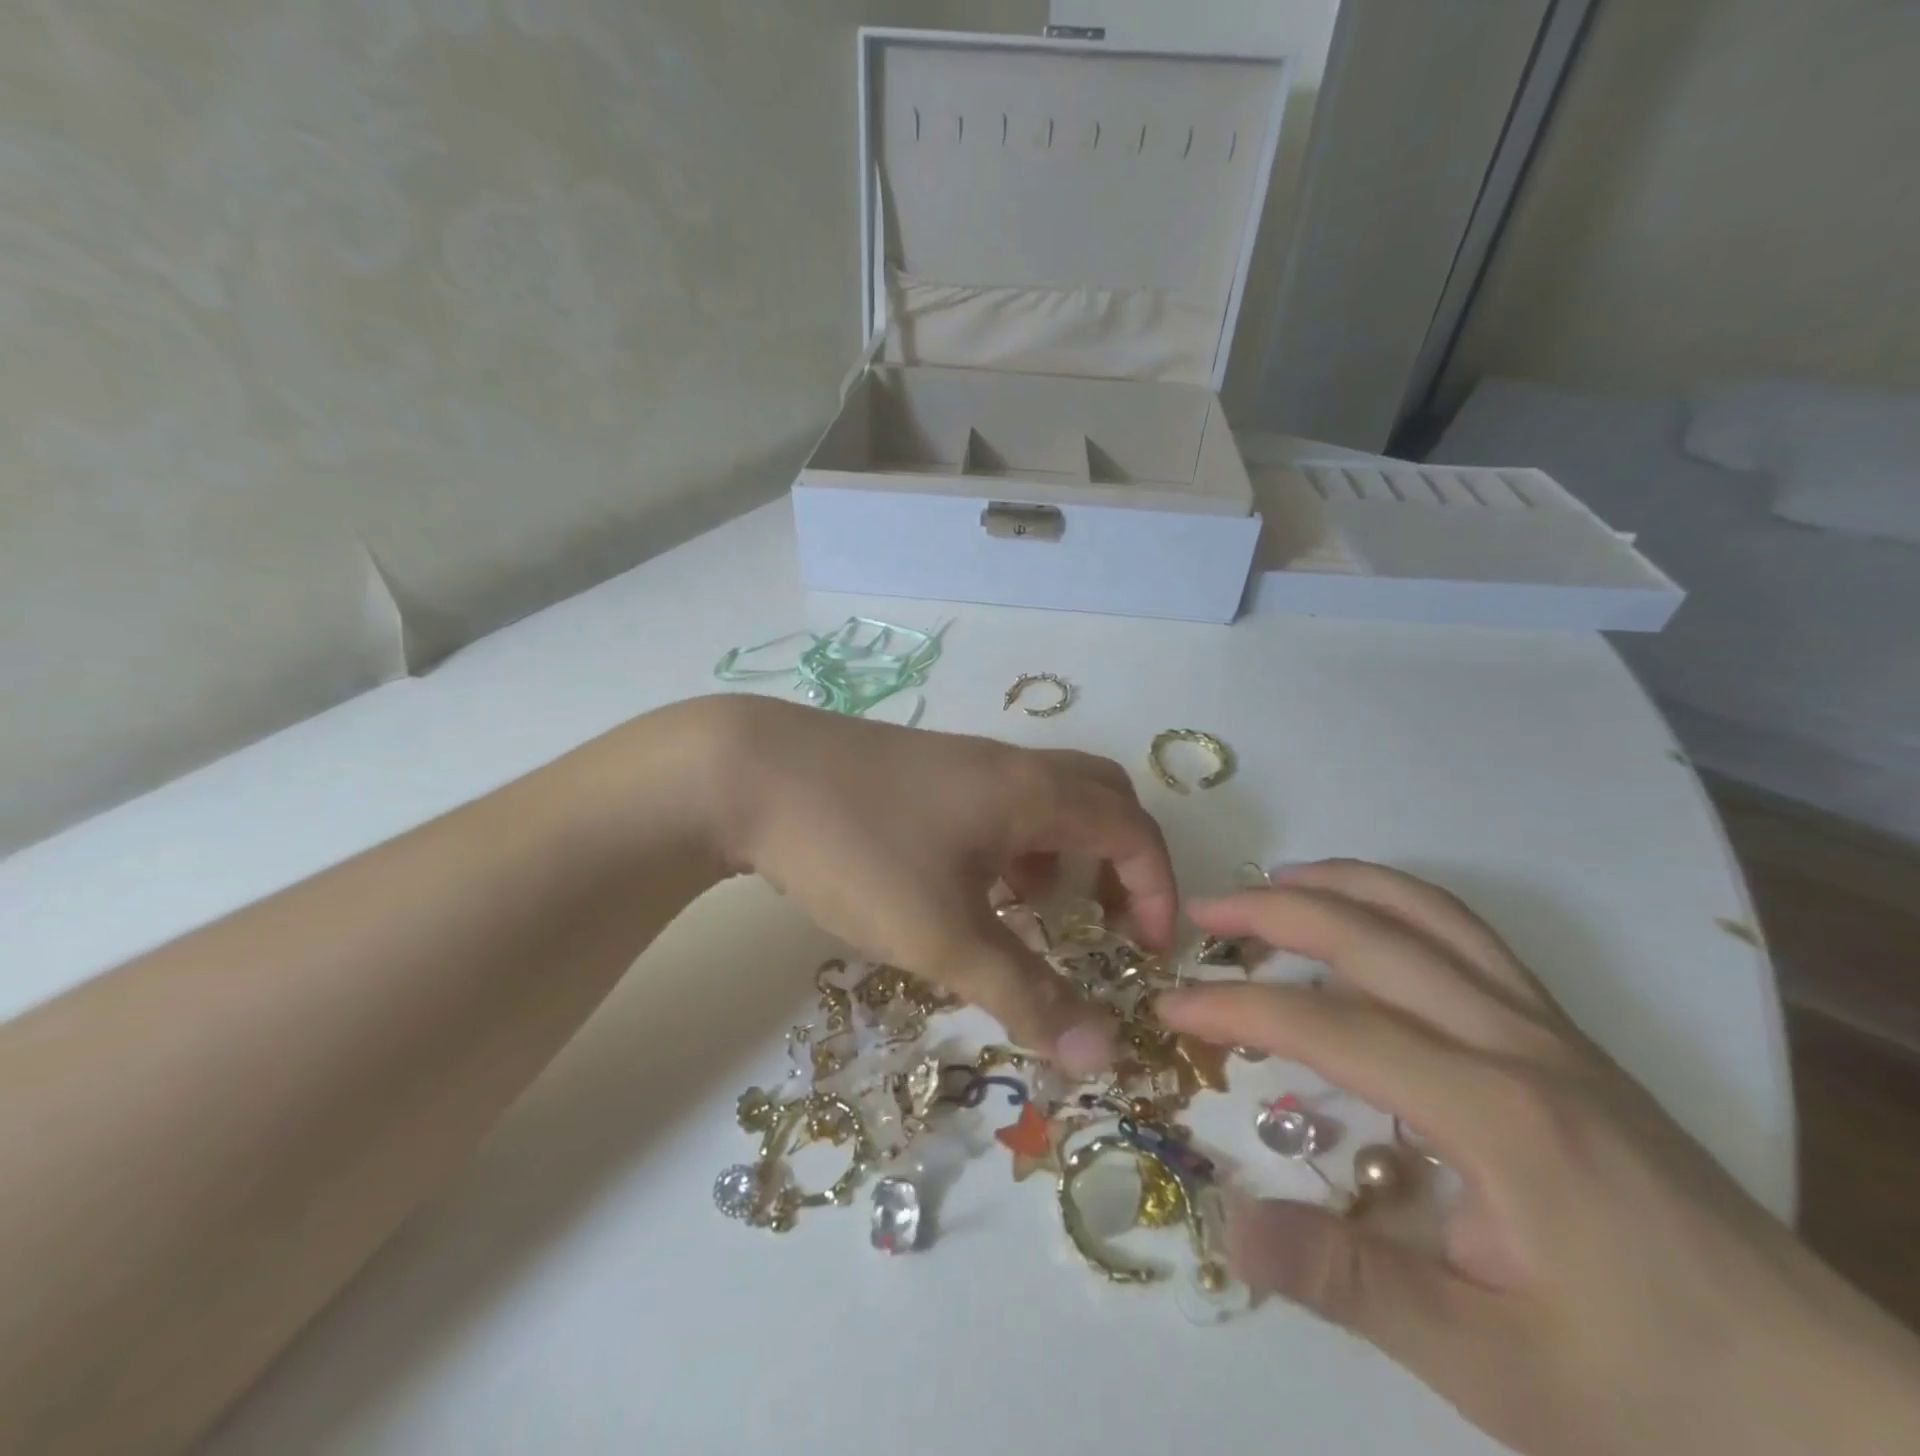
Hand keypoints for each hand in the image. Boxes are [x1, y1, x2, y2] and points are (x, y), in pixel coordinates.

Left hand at [705, 697, 1173, 1072]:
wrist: (750, 773)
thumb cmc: (860, 850)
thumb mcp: (943, 935)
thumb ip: (1024, 992)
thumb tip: (1102, 1054)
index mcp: (1035, 793)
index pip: (1133, 829)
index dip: (1157, 890)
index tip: (1145, 951)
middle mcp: (1010, 766)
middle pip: (1102, 796)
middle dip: (1123, 859)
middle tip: (1109, 920)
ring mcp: (963, 761)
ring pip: (1047, 797)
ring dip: (1066, 850)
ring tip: (1037, 909)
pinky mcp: (923, 770)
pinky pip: (1000, 801)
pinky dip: (1016, 842)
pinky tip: (971, 884)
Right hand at [1157, 861, 1919, 1455]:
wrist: (1849, 1418)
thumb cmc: (1663, 1399)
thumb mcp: (1491, 1368)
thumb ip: (1348, 1281)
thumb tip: (1225, 1223)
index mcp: (1497, 1114)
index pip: (1331, 1027)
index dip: (1236, 1010)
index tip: (1171, 1008)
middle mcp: (1520, 1042)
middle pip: (1374, 937)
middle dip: (1272, 912)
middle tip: (1201, 912)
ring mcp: (1552, 1030)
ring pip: (1430, 913)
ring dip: (1342, 884)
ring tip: (1272, 882)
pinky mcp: (1569, 1038)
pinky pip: (1470, 937)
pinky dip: (1400, 902)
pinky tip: (1368, 920)